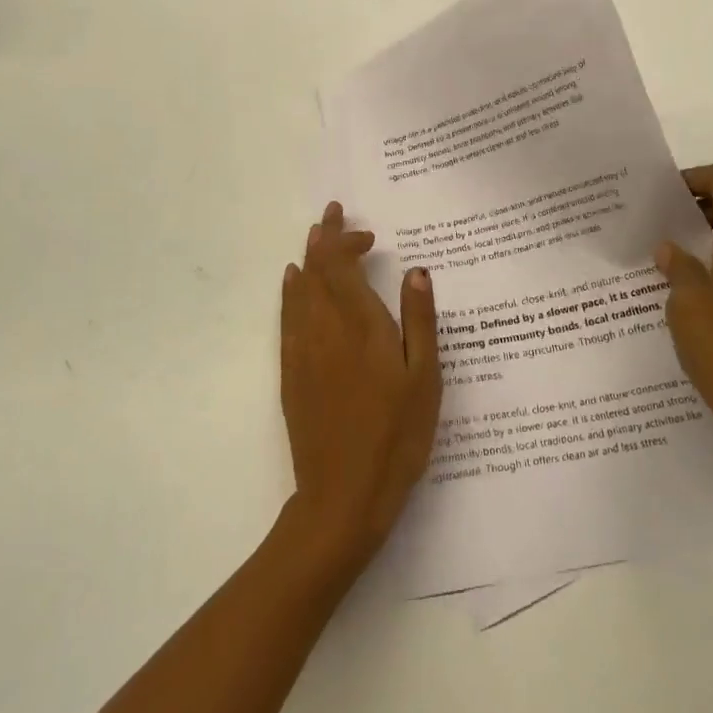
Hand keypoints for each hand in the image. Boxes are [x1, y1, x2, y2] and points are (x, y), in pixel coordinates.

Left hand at [279, 202, 441, 570]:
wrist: (342, 497)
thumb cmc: (396, 437)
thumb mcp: (425, 380)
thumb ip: (419, 320)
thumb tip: (416, 270)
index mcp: (361, 326)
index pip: (343, 266)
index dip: (347, 240)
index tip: (365, 231)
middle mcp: (326, 329)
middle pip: (317, 270)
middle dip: (324, 238)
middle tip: (332, 214)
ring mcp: (303, 351)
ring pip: (299, 289)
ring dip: (307, 259)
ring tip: (314, 237)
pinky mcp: (291, 373)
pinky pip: (286, 317)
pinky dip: (290, 291)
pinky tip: (293, 283)